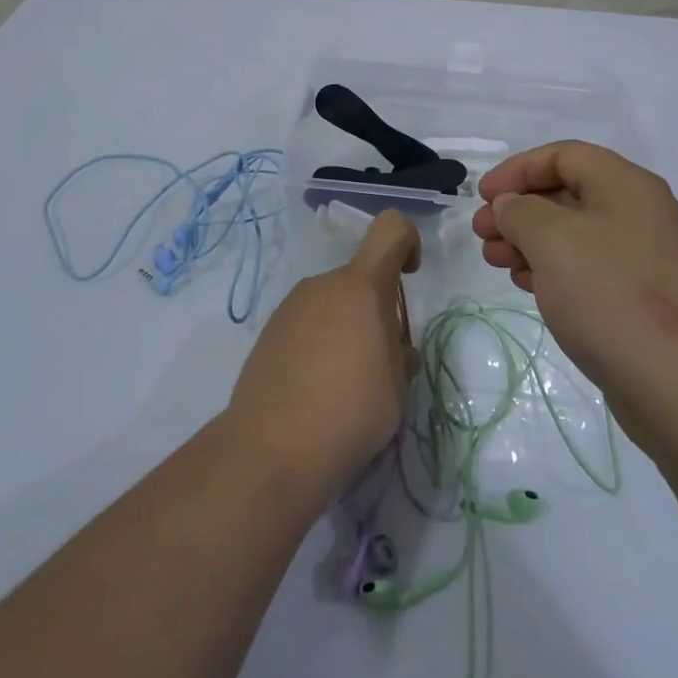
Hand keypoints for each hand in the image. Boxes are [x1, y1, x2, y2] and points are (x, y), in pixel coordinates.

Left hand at [229, 211, 421, 496]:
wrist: (272, 448)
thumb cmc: (351, 410)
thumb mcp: (397, 386)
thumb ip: (399, 354)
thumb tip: (391, 349)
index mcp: (362, 286)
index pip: (391, 228)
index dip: (408, 242)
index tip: (410, 278)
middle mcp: (323, 285)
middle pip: (360, 279)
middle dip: (375, 311)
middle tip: (379, 365)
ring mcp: (290, 307)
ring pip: (332, 305)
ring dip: (346, 330)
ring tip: (344, 387)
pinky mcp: (268, 333)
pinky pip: (306, 325)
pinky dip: (318, 346)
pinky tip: (314, 392)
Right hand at [472, 142, 677, 407]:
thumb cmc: (610, 295)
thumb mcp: (551, 240)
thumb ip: (520, 211)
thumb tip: (512, 206)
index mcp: (626, 185)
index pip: (563, 156)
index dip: (517, 169)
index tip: (482, 197)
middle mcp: (640, 212)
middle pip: (568, 193)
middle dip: (519, 210)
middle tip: (482, 235)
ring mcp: (645, 258)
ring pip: (575, 234)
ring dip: (530, 241)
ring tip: (496, 261)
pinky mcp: (643, 297)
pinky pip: (589, 268)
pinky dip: (554, 269)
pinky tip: (527, 285)